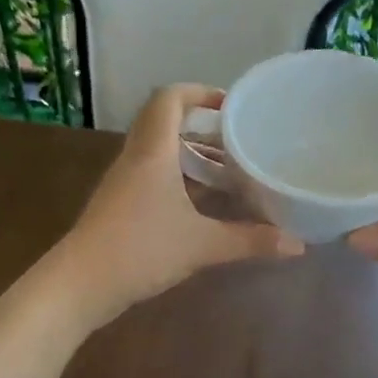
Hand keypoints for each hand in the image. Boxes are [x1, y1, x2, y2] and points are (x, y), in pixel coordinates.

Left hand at [55, 84, 303, 326]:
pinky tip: (201, 204)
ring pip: (158, 152)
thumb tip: (297, 245)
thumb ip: (249, 241)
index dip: (198, 93)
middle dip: (201, 127)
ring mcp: (122, 182)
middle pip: (164, 123)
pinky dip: (177, 178)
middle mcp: (135, 158)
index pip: (169, 99)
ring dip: (190, 155)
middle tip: (237, 141)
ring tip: (227, 171)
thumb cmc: (141, 250)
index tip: (229, 107)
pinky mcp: (118, 204)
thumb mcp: (201, 245)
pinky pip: (150, 175)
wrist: (80, 284)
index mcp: (153, 152)